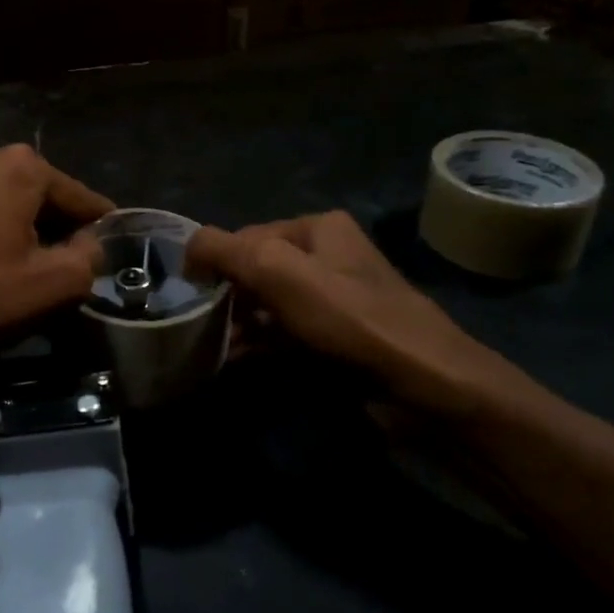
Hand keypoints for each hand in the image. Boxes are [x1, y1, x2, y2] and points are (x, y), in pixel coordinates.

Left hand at [0, 144, 113, 397]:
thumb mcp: (53, 283)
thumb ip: (89, 256)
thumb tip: (91, 244)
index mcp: (20, 165)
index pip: (80, 196)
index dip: (100, 227)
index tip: (113, 250)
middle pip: (43, 196)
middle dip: (61, 228)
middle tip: (74, 268)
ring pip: (11, 204)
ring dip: (28, 232)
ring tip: (37, 272)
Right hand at [189, 211, 528, 419]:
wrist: (425, 384)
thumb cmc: (349, 318)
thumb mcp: (278, 271)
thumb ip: (224, 250)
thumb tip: (188, 249)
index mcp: (318, 228)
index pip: (247, 235)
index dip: (217, 263)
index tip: (196, 297)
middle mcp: (328, 257)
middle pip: (258, 270)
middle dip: (228, 296)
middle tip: (203, 326)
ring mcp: (336, 300)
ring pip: (270, 305)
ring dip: (240, 324)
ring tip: (213, 347)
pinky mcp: (339, 339)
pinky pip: (287, 334)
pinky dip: (260, 345)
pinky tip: (235, 362)